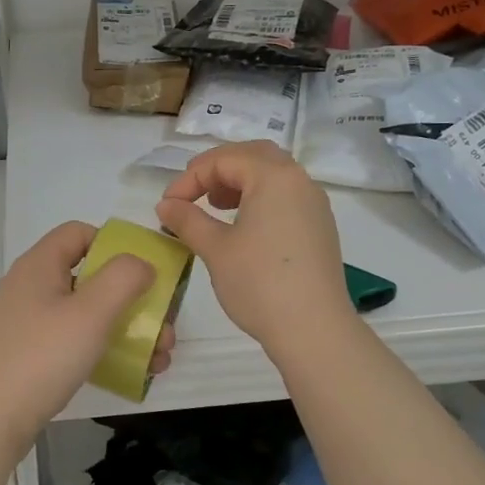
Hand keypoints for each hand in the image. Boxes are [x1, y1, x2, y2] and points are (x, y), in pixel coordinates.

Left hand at [0, 221, 174, 445]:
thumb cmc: (43, 357)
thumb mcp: (92, 312)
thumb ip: (123, 278)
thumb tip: (140, 264)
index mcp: (40, 264)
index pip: (79, 232)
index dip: (114, 245)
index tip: (142, 274)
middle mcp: (29, 285)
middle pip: (88, 275)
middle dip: (131, 298)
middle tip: (162, 327)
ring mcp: (25, 321)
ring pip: (84, 312)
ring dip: (124, 328)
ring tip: (158, 358)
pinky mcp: (26, 352)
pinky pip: (70, 339)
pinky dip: (101, 348)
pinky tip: (129, 372)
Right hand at [156, 141, 353, 355]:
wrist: (314, 329)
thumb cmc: (259, 283)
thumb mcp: (215, 248)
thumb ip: (187, 219)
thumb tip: (165, 204)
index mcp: (274, 176)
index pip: (223, 159)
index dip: (189, 178)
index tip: (168, 205)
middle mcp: (299, 181)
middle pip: (253, 155)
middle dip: (218, 169)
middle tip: (193, 192)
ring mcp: (314, 204)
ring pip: (273, 174)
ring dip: (240, 181)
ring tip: (216, 206)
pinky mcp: (320, 227)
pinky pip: (286, 195)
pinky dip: (260, 197)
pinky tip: (243, 226)